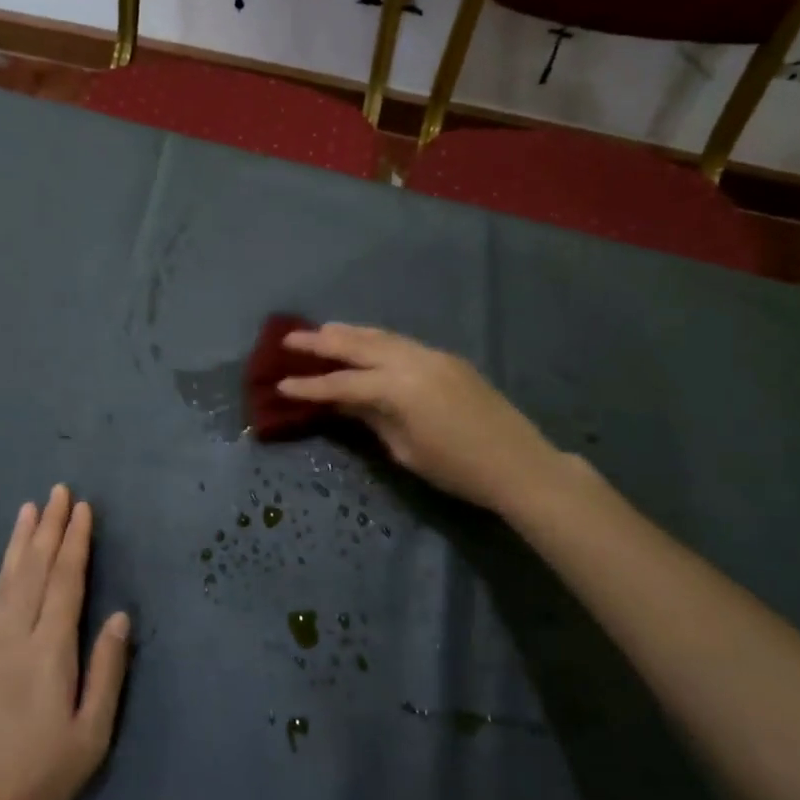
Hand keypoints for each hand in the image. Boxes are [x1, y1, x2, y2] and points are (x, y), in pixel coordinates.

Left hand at [0, 486, 130, 799]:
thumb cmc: (40, 778)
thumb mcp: (92, 734)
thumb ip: (107, 670)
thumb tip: (119, 615)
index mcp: (51, 650)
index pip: (67, 581)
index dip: (76, 542)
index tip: (83, 510)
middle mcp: (14, 636)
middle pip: (36, 570)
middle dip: (50, 528)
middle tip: (59, 492)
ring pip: (4, 580)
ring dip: (18, 541)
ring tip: (29, 508)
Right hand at [278, 324, 561, 512]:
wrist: (519, 464)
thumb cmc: (457, 469)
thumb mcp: (405, 449)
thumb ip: (371, 418)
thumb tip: (343, 401)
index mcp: (398, 388)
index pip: (342, 383)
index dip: (309, 385)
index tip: (280, 383)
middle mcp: (412, 360)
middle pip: (358, 345)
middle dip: (322, 342)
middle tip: (290, 339)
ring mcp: (432, 355)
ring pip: (381, 336)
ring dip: (349, 333)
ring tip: (322, 330)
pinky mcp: (447, 359)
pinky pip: (401, 342)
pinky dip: (376, 339)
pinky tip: (365, 342)